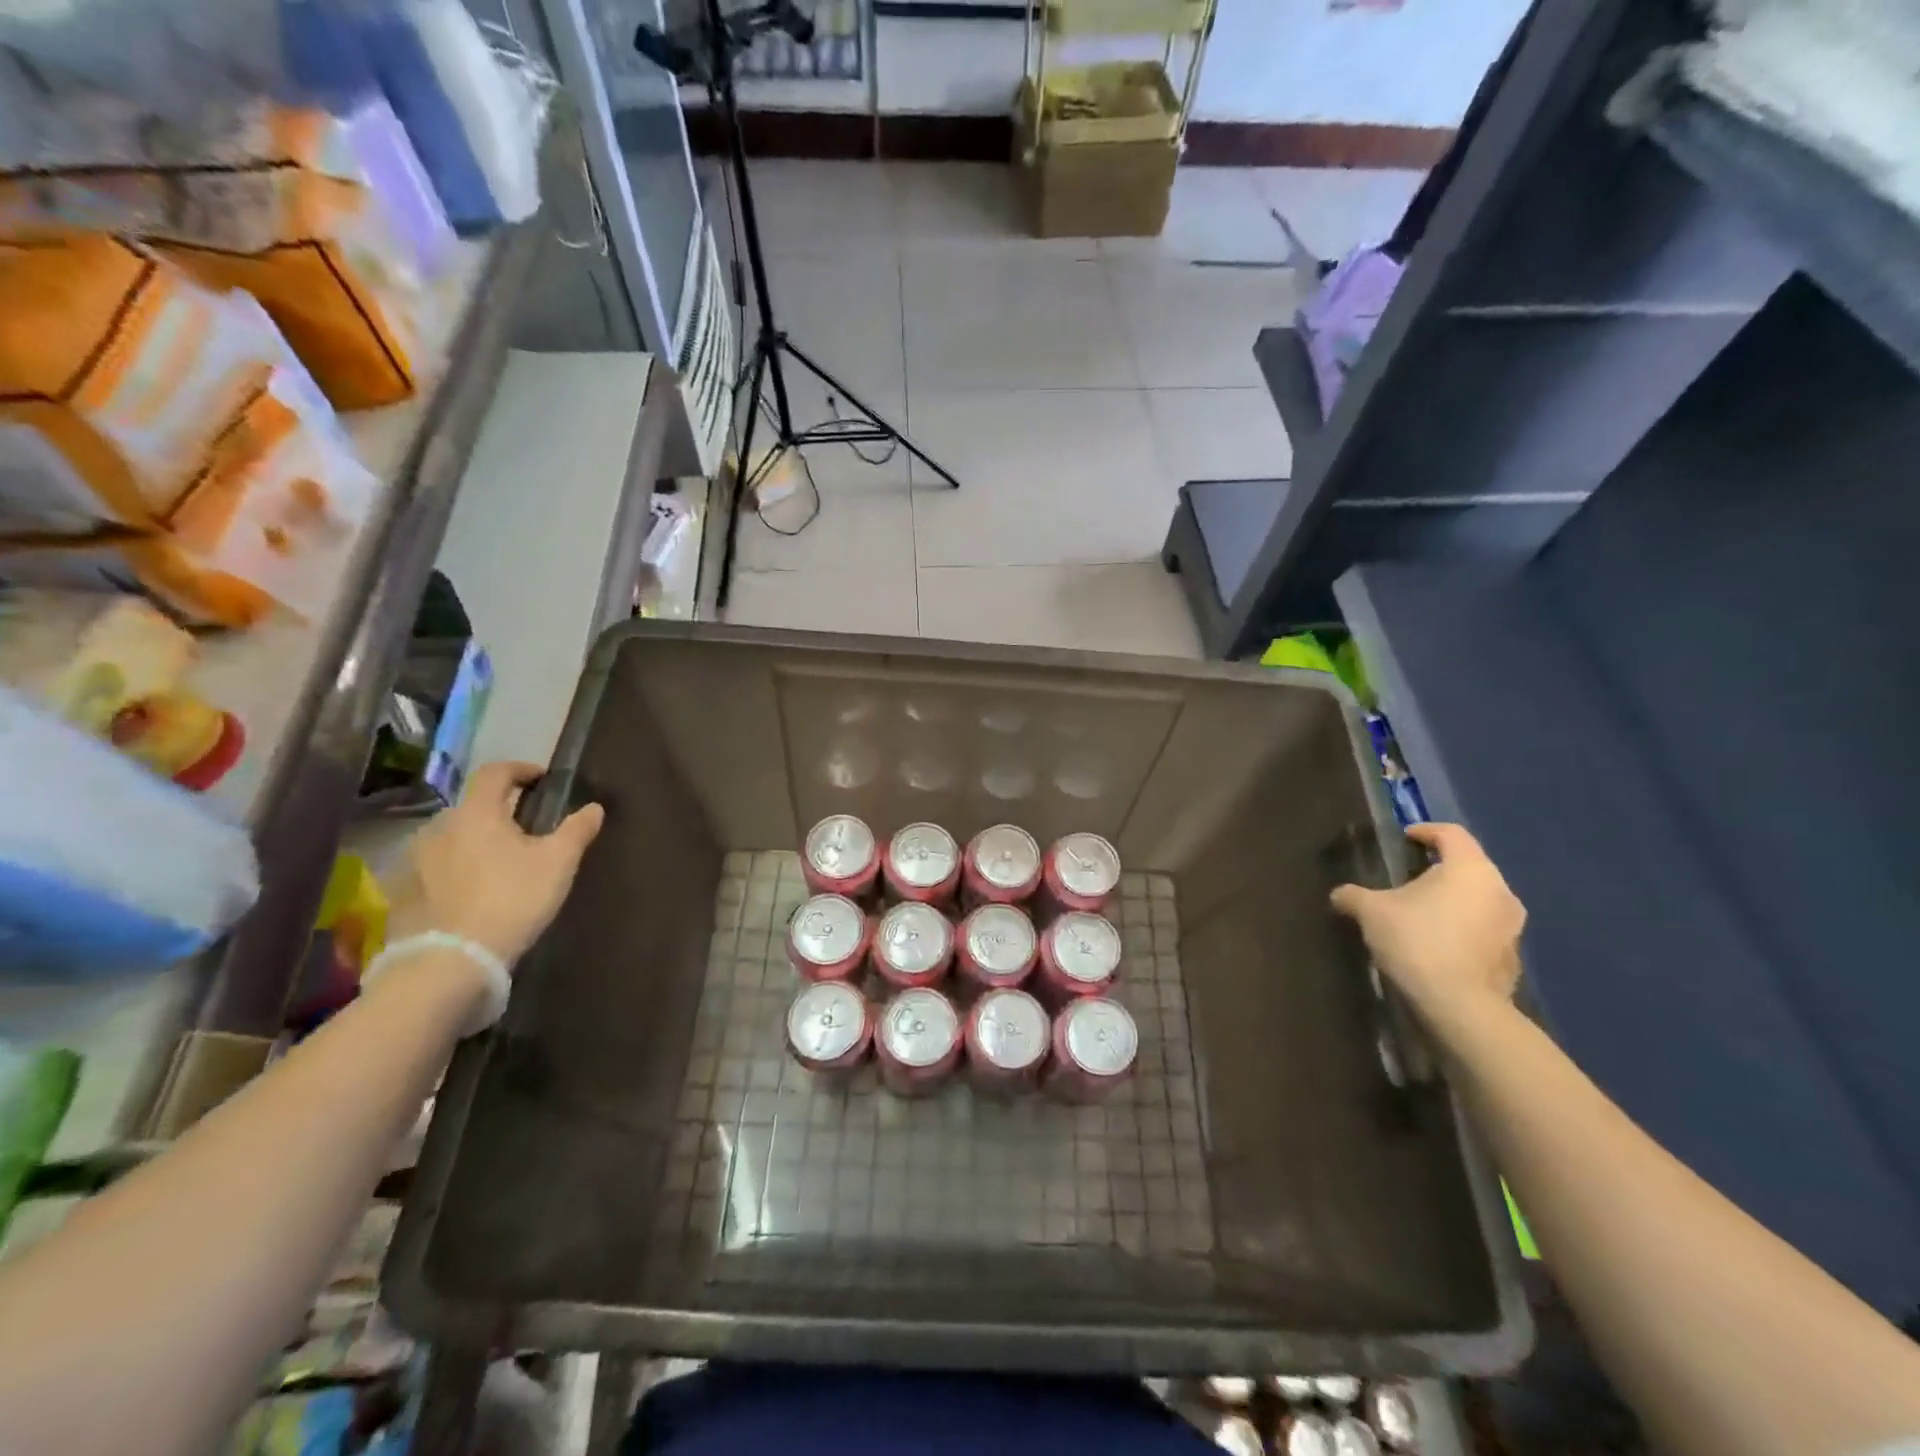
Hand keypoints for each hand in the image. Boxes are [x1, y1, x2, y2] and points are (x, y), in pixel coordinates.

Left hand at [388, 761, 604, 963]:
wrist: (450, 961)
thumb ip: (576, 830)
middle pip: (473, 806)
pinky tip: (473, 889)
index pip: (495, 772)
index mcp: (476, 813)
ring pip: (453, 836)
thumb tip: (594, 807)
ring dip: (476, 840)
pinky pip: (435, 866)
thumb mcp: (558, 863)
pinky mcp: (402, 890)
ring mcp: (414, 859)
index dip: (520, 769)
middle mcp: (439, 826)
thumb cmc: (511, 899)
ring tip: (500, 862)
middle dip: (500, 811)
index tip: (542, 779)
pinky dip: (456, 867)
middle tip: (527, 829)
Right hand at [1330, 822, 1525, 1034]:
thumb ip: (1353, 895)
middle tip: (1407, 880)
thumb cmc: (1417, 942)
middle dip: (1438, 870)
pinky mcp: (1513, 957)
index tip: (1404, 839)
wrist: (1460, 1006)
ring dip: (1453, 902)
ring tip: (1421, 914)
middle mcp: (1500, 890)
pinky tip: (1437, 945)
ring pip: (1479, 899)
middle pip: (1468, 867)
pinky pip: (1484, 930)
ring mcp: (1513, 926)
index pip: (1451, 833)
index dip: (1425, 831)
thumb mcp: (1371, 912)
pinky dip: (1462, 929)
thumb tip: (1340, 894)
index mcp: (1469, 868)